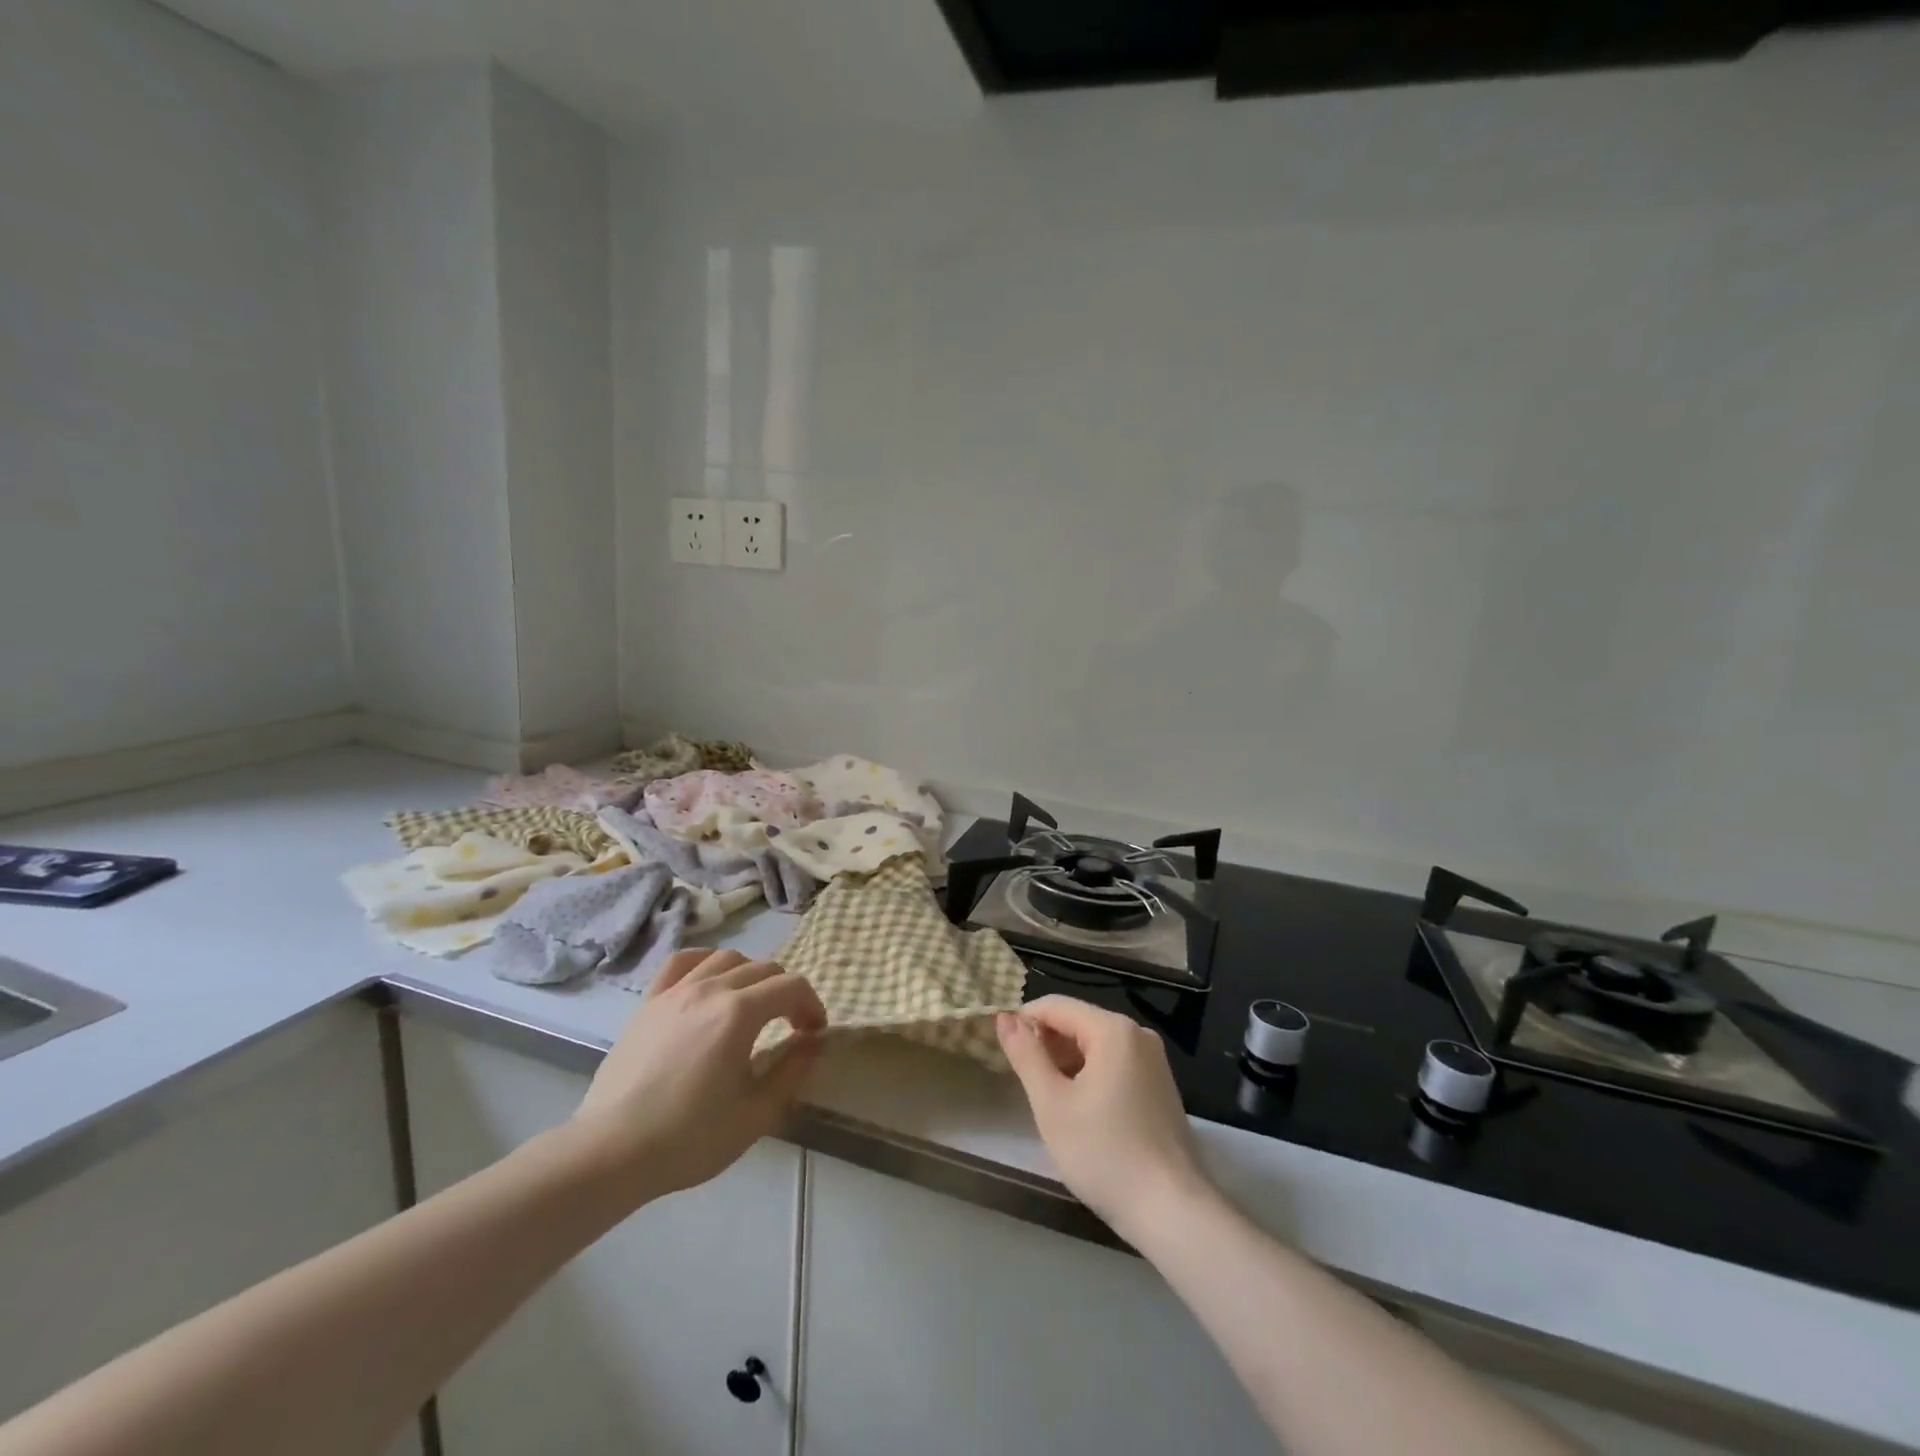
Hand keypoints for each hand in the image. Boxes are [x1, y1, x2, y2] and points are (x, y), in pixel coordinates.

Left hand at [570, 949, 825, 1205]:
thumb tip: (813, 1042)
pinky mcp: (649, 1002)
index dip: (812, 1006)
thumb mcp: (756, 1113)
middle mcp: (710, 988)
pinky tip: (709, 981)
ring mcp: (675, 991)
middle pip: (763, 968)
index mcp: (740, 1013)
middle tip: (789, 1025)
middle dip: (786, 992)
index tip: (814, 1034)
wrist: (612, 1152)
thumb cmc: (689, 1138)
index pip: (792, 987)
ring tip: (751, 1003)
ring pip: (726, 957)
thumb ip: (792, 1071)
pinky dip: (705, 962)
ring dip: (750, 974)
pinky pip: (682, 962)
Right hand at [996, 995, 1210, 1243]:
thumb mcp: (1052, 1104)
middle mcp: (1137, 1034)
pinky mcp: (1159, 1085)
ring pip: (1095, 1044)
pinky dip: (1089, 1074)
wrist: (1172, 1211)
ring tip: (1045, 1097)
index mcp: (1113, 1029)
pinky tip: (1078, 1108)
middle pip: (1077, 1021)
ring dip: (1065, 1061)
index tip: (1001, 1049)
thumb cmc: (1104, 1153)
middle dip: (1045, 1043)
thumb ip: (1026, 1054)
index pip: (1055, 1005)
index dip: (1023, 1021)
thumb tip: (1004, 1017)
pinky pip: (1114, 1063)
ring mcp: (1153, 1060)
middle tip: (1021, 1080)